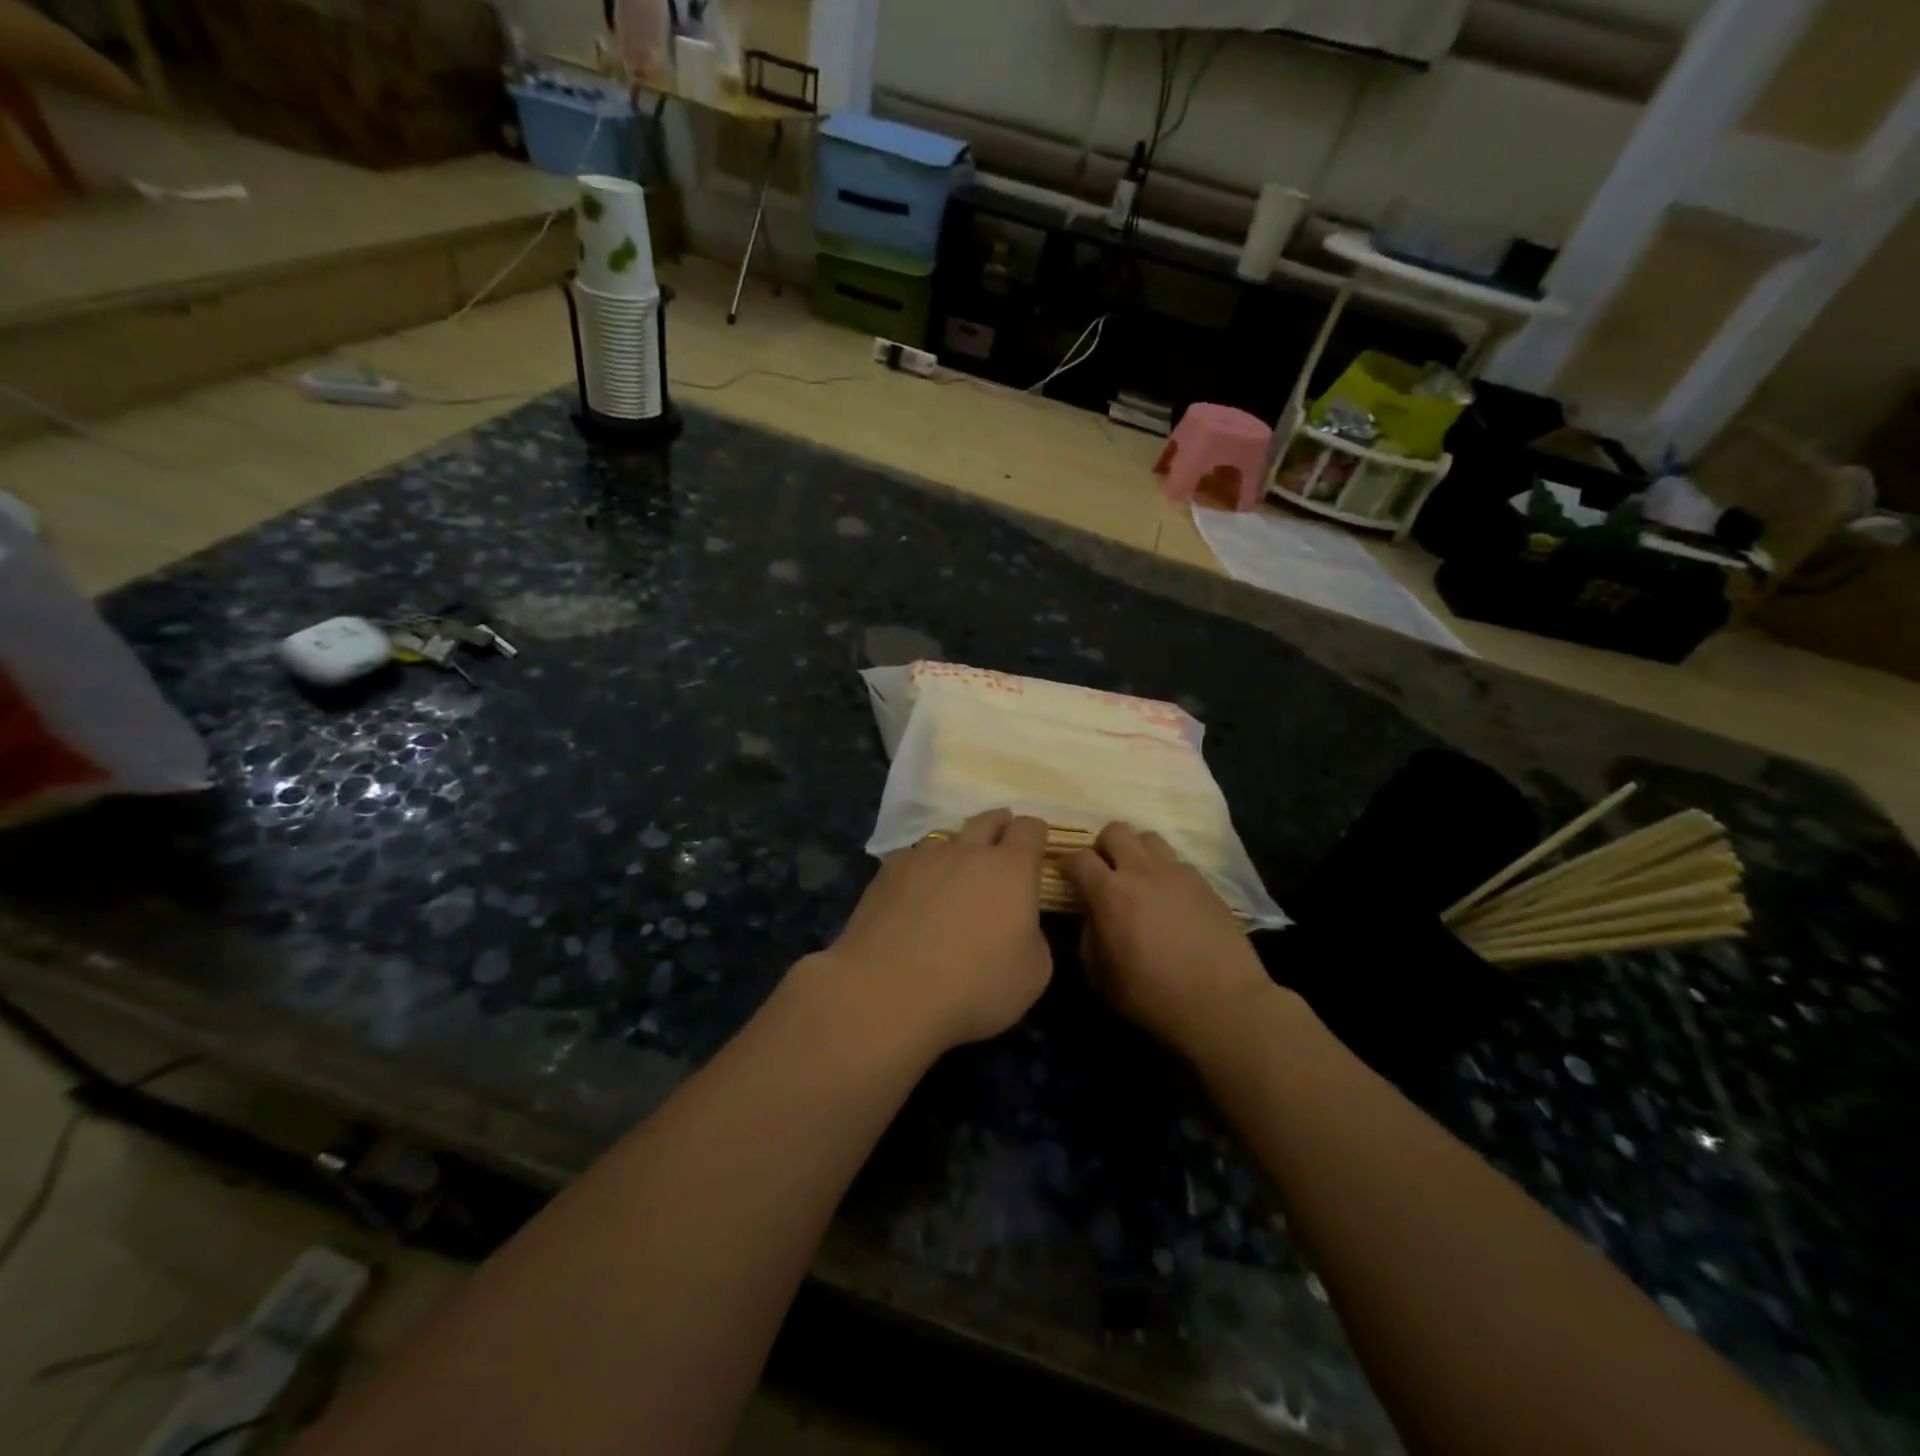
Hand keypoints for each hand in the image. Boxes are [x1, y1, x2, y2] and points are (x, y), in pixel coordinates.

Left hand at [823, 809, 1052, 1052]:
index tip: (1037, 848)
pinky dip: (923, 869)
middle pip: (988, 820)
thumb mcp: (1034, 973)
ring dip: (959, 848)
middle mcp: (968, 851)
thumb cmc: (975, 986)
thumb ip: (1033, 935)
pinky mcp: (887, 872)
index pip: (1030, 828)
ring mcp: (923, 857)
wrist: (889, 992)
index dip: (1036, 834)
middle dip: (1000, 827)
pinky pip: (913, 858)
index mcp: (1011, 869)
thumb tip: (1020, 924)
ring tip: (956, 873)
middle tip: (1002, 848)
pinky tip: (917, 894)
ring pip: (948, 836)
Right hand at [1063, 822, 1275, 1059]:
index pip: (1078, 858)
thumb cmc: (1154, 996)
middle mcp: (1142, 871)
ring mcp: (1176, 873)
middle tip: (1104, 872)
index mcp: (1110, 893)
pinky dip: (1164, 871)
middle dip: (1103, 847)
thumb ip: (1088, 938)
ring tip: (1138, 877)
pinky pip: (1176, 861)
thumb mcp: (1102, 977)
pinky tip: (1168, 897)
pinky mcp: (1204, 882)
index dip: (1067, 864)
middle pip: (1115, 830)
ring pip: (1149, 837)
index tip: (1066, 876)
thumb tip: (1092, 918)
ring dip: (1136, 852)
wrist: (1222, 1003)